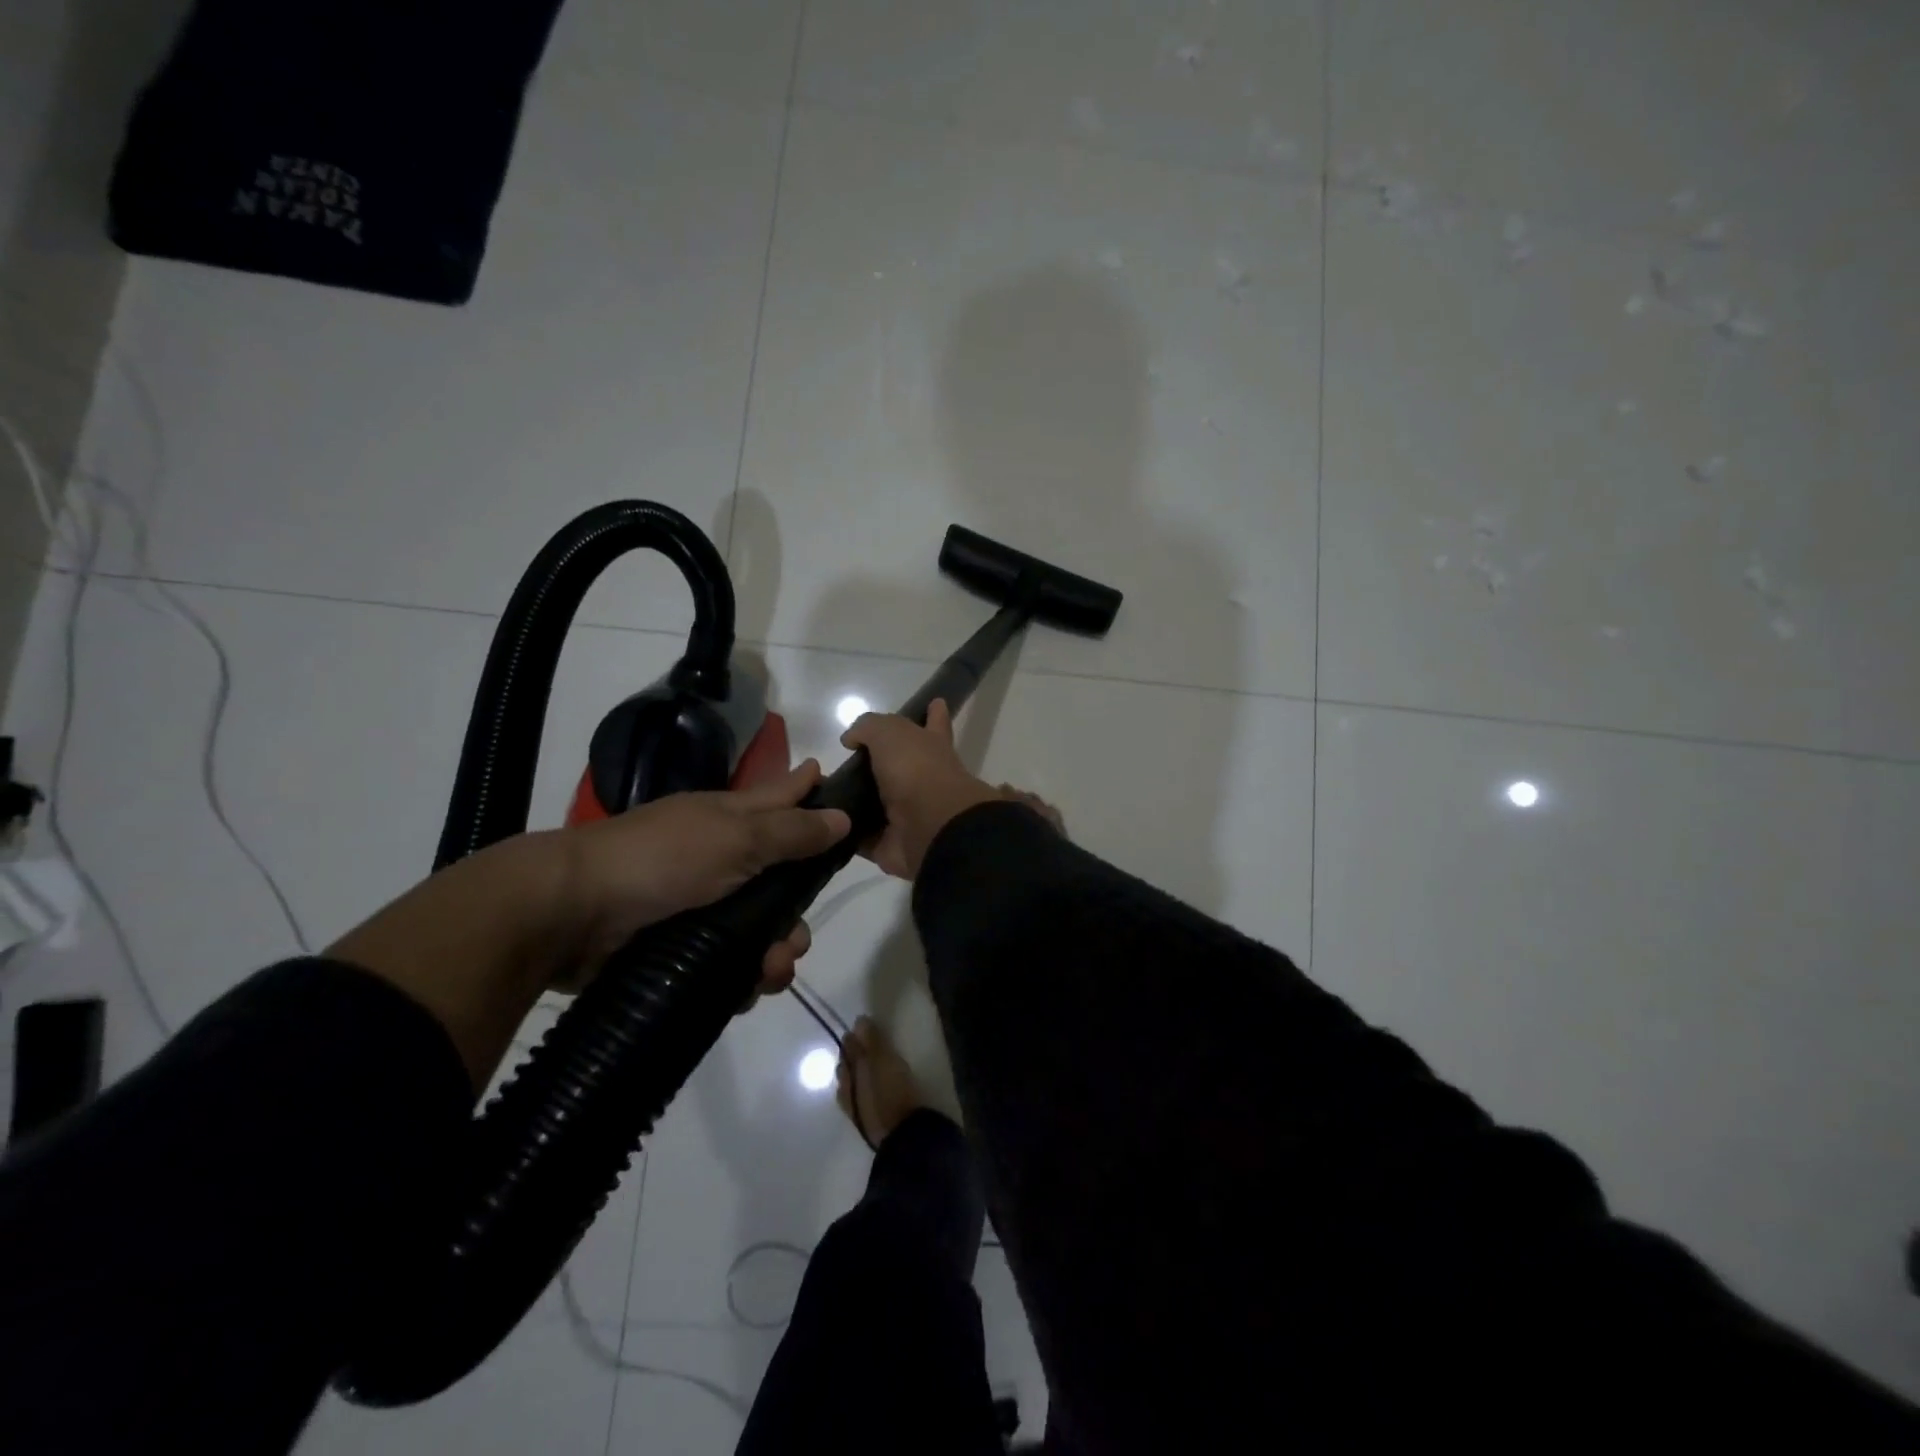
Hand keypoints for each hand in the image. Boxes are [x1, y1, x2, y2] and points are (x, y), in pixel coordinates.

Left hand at [548, 760, 850, 991]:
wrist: (572, 913)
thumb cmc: (662, 859)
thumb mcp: (735, 838)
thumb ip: (792, 831)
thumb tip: (844, 816)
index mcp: (730, 819)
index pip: (782, 798)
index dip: (811, 793)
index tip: (846, 794)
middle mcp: (720, 858)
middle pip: (779, 878)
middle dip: (796, 911)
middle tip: (797, 937)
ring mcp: (700, 904)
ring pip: (759, 928)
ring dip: (775, 952)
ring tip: (771, 970)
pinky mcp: (681, 947)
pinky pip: (731, 963)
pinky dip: (744, 977)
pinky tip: (748, 988)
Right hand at [841, 702, 1061, 879]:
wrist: (931, 828)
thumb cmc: (916, 770)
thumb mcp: (890, 732)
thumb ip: (868, 728)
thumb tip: (851, 740)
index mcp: (931, 748)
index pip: (934, 724)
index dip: (934, 714)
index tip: (935, 702)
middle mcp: (922, 780)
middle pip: (898, 768)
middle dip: (878, 766)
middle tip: (844, 763)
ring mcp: (907, 815)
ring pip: (876, 805)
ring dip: (854, 801)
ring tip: (818, 793)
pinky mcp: (889, 844)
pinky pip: (861, 837)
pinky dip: (844, 833)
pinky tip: (821, 825)